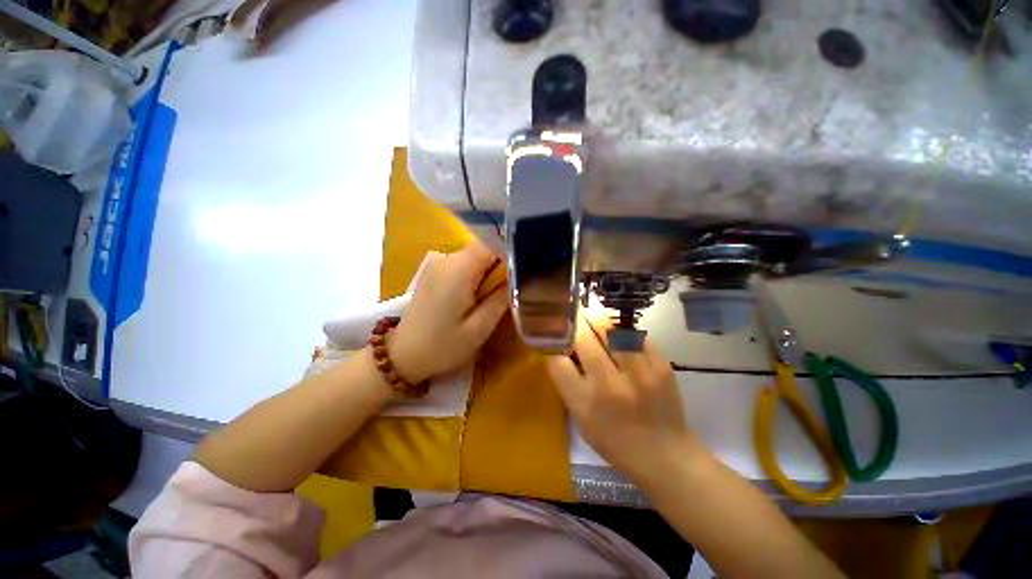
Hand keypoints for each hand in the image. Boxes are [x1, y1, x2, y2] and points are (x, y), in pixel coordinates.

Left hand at [389, 240, 508, 382]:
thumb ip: (501, 299)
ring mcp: (439, 264)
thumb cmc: (443, 346)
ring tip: (502, 289)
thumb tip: (518, 277)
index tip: (528, 262)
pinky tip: (482, 292)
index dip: (512, 248)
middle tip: (518, 281)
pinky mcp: (436, 271)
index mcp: (459, 270)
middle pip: (484, 247)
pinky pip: (465, 263)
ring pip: (476, 255)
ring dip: (491, 268)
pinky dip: (478, 272)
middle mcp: (448, 259)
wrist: (403, 355)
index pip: (492, 241)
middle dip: (503, 261)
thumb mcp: (479, 328)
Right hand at [544, 317, 691, 482]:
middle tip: (570, 312)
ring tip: (591, 310)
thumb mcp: (582, 422)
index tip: (552, 337)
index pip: (558, 363)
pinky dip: (623, 330)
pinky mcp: (662, 367)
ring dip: (597, 317)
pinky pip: (637, 337)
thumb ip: (569, 387)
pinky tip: (617, 328)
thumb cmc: (616, 443)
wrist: (666, 456)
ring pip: (612, 331)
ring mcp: (640, 374)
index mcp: (586, 404)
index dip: (552, 346)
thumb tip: (560, 353)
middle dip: (574, 322)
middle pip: (584, 340)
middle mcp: (610, 386)